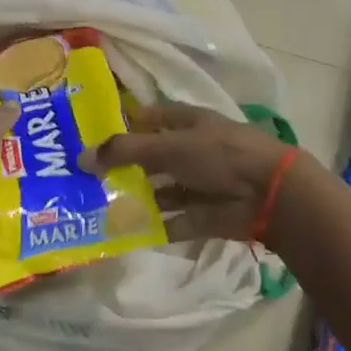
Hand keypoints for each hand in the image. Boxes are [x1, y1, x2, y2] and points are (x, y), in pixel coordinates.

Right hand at [86, 102, 297, 241]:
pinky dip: (149, 227)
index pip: (150, 118)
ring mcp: (196, 185)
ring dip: (133, 198)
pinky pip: (169, 221)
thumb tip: (81, 158)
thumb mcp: (169, 146)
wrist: (269, 195)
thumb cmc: (219, 155)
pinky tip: (119, 232)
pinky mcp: (200, 216)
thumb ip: (124, 151)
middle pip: (150, 158)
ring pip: (158, 191)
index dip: (124, 124)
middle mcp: (191, 151)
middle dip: (122, 167)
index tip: (90, 137)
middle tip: (83, 178)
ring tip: (95, 206)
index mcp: (188, 123)